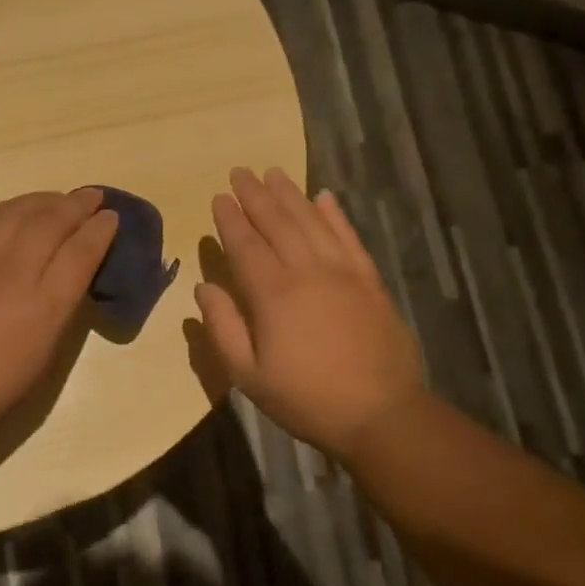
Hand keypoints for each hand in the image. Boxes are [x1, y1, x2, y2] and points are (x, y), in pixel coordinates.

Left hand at [0, 189, 118, 454]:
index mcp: (47, 303)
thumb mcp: (43, 355)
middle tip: (92, 196)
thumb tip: (69, 273)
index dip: (101, 229)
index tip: (111, 218)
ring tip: (56, 199)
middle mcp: (14, 269)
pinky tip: (10, 211)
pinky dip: (4, 209)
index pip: (82, 250)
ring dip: (42, 200)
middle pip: (52, 220)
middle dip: (78, 204)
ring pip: (16, 210)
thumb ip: (60, 307)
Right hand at [196, 167, 423, 458]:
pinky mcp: (370, 281)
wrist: (381, 414)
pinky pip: (349, 238)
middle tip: (241, 171)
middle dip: (256, 195)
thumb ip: (223, 327)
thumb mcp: (248, 375)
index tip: (218, 197)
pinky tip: (324, 196)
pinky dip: (335, 215)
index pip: (245, 246)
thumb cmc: (306, 398)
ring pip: (312, 222)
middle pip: (277, 223)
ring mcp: (343, 273)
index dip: (230, 220)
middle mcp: (307, 271)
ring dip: (291, 194)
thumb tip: (203, 288)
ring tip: (274, 173)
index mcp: (273, 294)